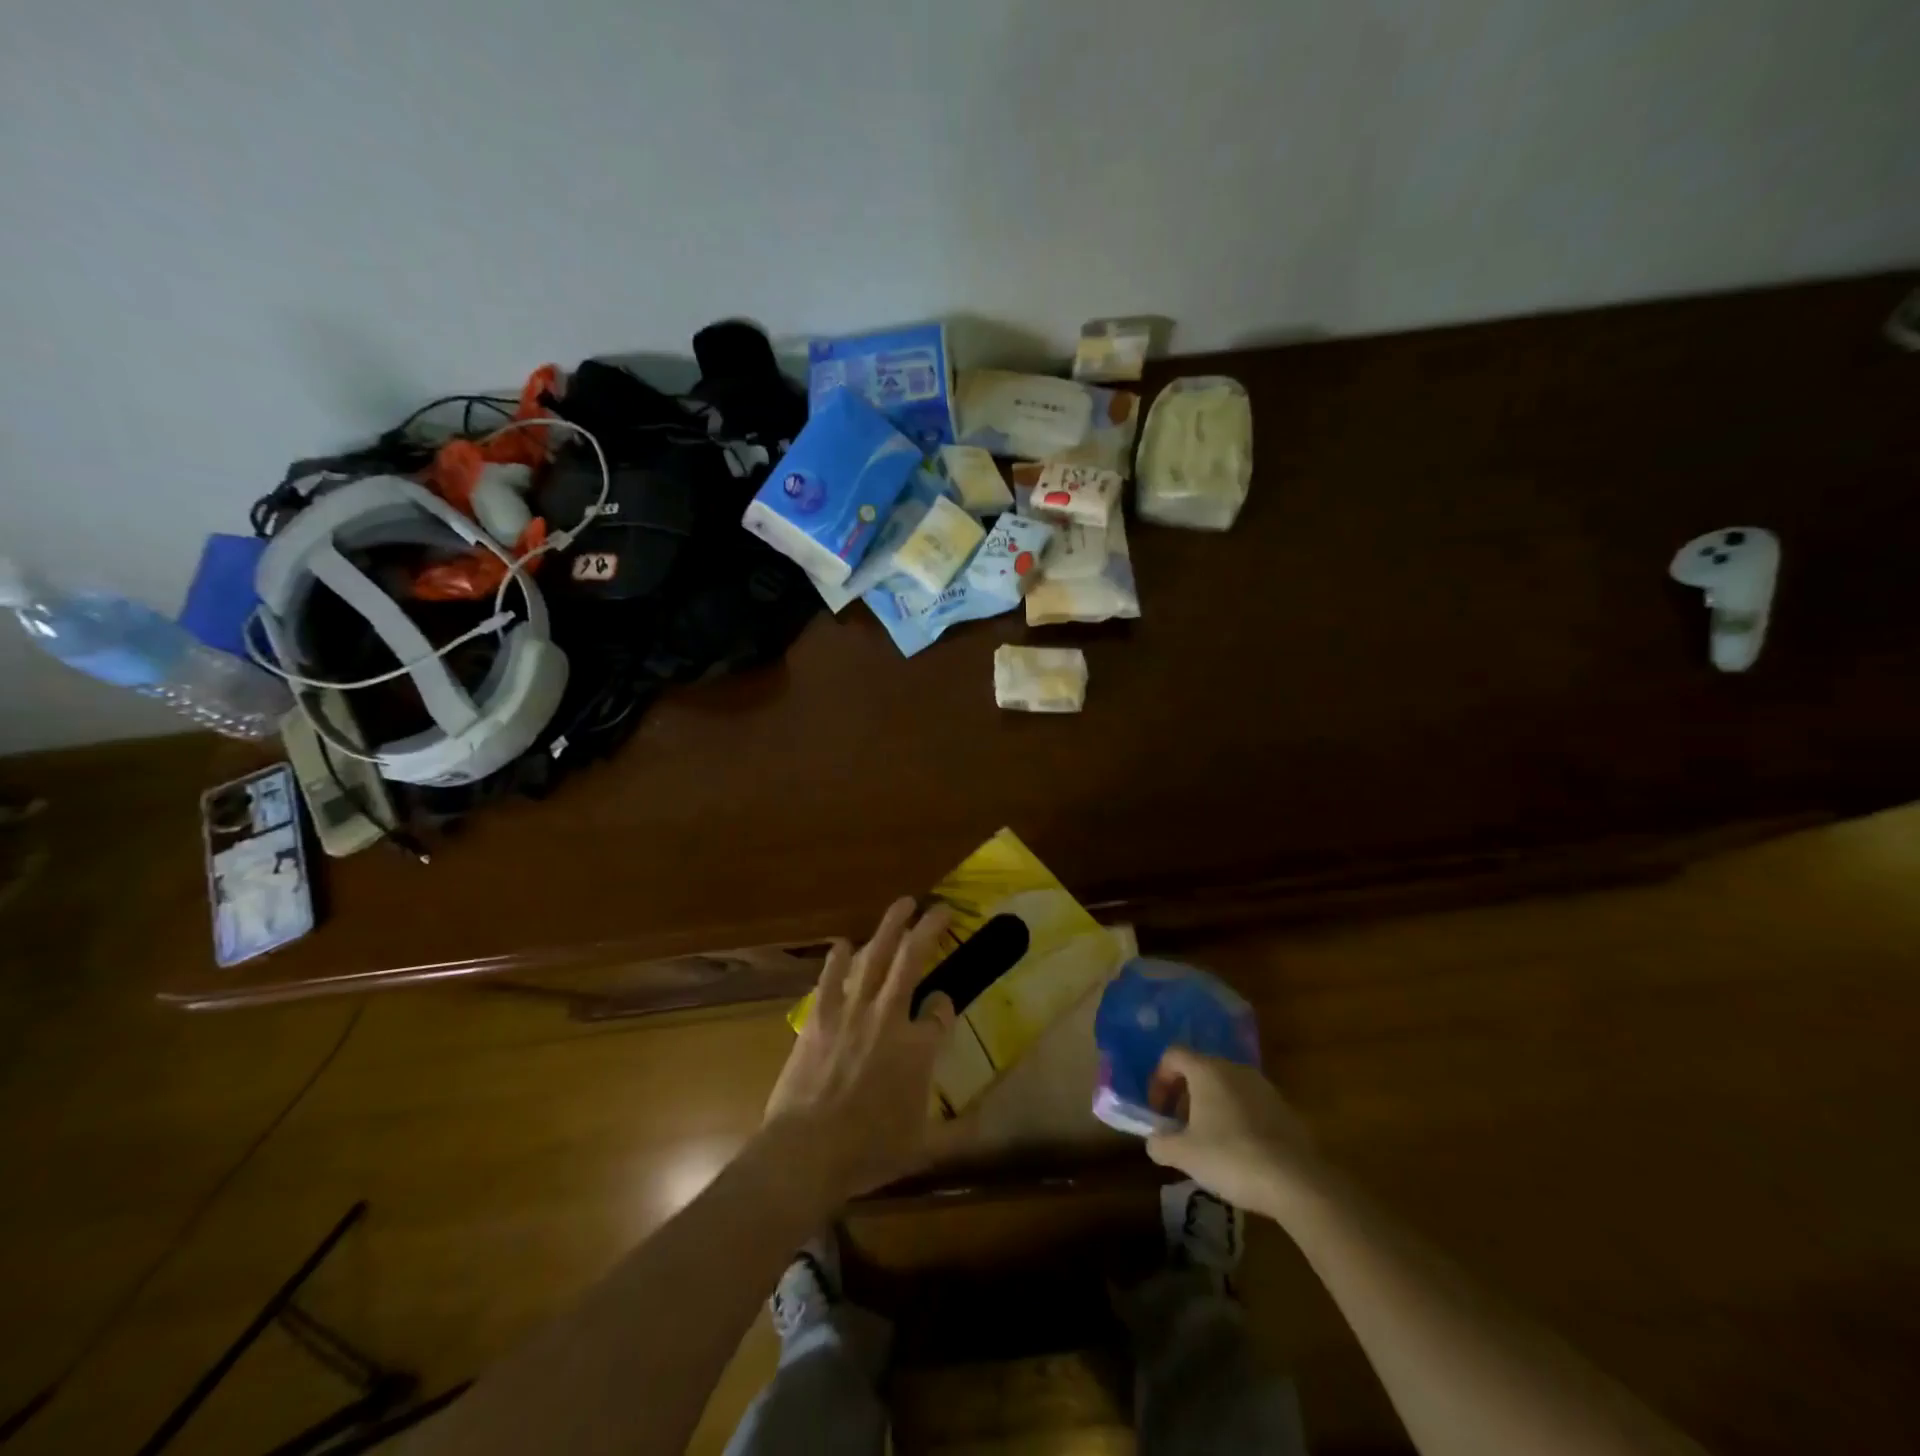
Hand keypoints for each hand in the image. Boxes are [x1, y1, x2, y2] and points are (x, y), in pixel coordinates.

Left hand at [764, 898, 959, 1201]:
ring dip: (889, 927)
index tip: (944, 1003)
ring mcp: (851, 1012)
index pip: (941, 1011)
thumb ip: (959, 1133)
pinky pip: (831, 978)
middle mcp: (888, 1017)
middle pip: (912, 960)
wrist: (806, 1152)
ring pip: (874, 956)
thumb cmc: (868, 1151)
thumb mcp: (923, 1148)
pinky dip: (838, 959)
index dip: (946, 1004)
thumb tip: (988, 1122)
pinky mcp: (819, 1017)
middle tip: (940, 907)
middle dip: (928, 930)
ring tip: (902, 904)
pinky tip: (843, 943)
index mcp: (917, 1048)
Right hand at [1145, 1049, 1323, 1215]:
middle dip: (1183, 1096)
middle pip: (1199, 1070)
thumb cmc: (1231, 1157)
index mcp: (1207, 1070)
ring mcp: (1263, 1087)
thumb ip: (1160, 1143)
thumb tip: (1154, 1141)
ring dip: (1210, 1107)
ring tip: (1207, 1143)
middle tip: (1179, 1128)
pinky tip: (1238, 1152)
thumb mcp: (1185, 1155)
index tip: (1157, 1111)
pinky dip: (1235, 1118)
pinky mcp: (1284, 1108)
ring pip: (1225, 1087)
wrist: (1299, 1182)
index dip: (1159, 1080)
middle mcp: (1235, 1069)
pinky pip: (1248, 1104)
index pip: (1173, 1055)